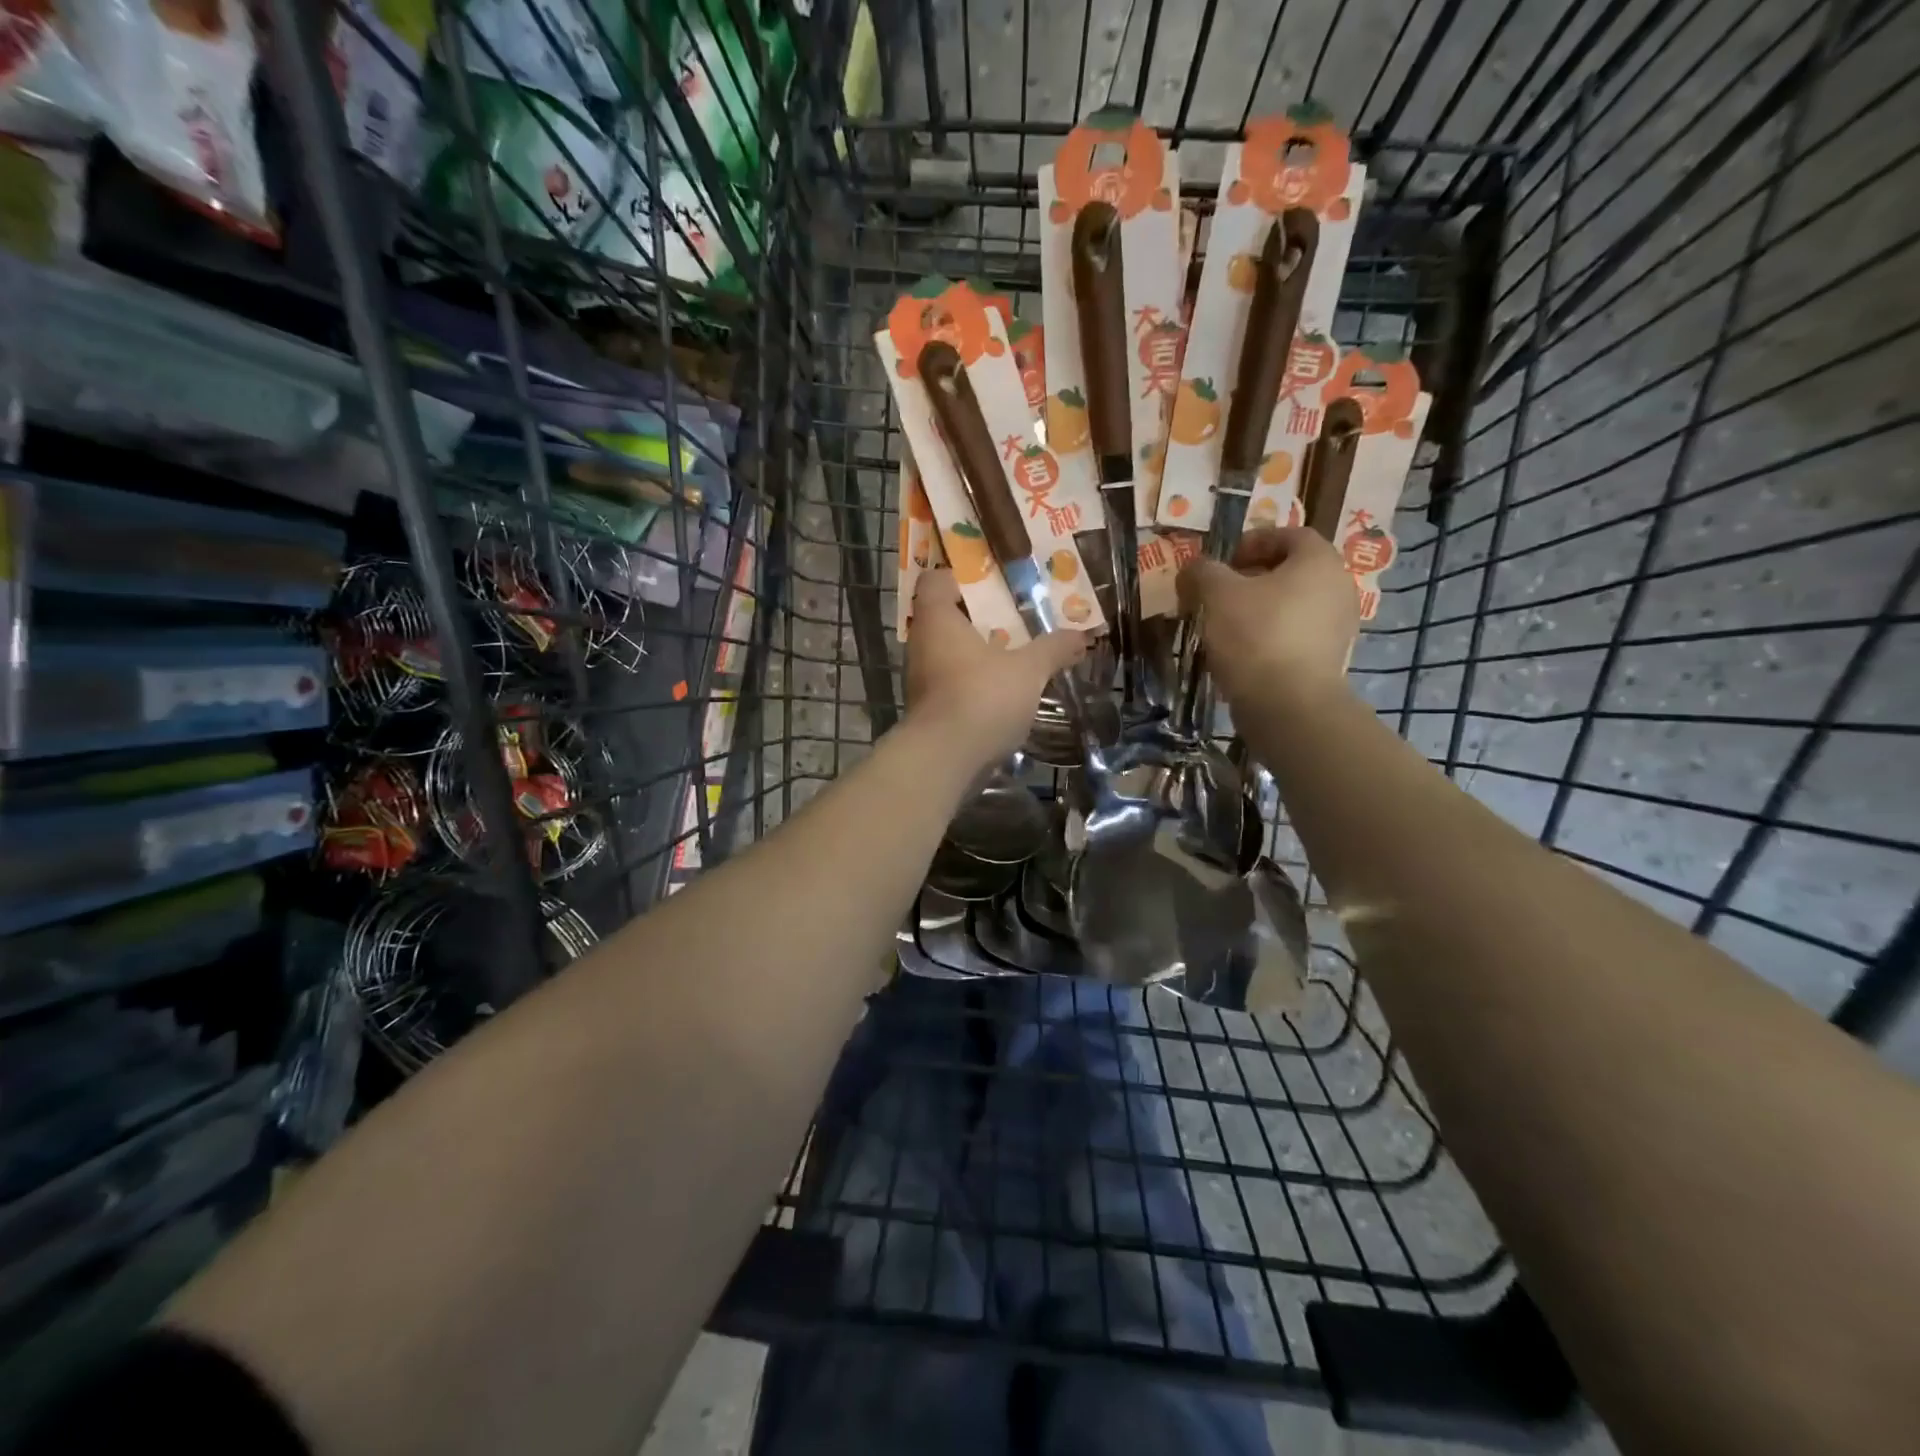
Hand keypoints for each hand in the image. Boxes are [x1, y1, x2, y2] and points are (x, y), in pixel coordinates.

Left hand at [905, 569, 1087, 767]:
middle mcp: (922, 644)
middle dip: (980, 616)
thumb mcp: (1029, 670)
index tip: (993, 581)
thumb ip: (1054, 649)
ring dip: (979, 651)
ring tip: (1017, 653)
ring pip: (950, 652)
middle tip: (1016, 615)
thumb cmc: (982, 697)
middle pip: (946, 617)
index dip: (961, 575)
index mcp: (937, 619)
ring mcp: (922, 679)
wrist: (944, 760)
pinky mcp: (929, 709)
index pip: (935, 580)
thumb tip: (1081, 636)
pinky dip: (975, 681)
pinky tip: (1005, 690)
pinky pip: (953, 683)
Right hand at [1177, 527, 1357, 712]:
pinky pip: (1297, 635)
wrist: (1288, 705)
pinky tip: (1243, 653)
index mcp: (1319, 561)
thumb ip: (1203, 572)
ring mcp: (1339, 626)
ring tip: (1226, 625)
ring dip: (1261, 609)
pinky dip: (1271, 636)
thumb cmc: (1255, 635)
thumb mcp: (1216, 594)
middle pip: (1293, 571)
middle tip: (1220, 593)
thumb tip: (1194, 568)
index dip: (1254, 541)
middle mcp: (1339, 587)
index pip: (1290, 535)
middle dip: (1254, 578)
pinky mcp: (1330, 659)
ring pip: (1294, 605)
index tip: (1224, 561)